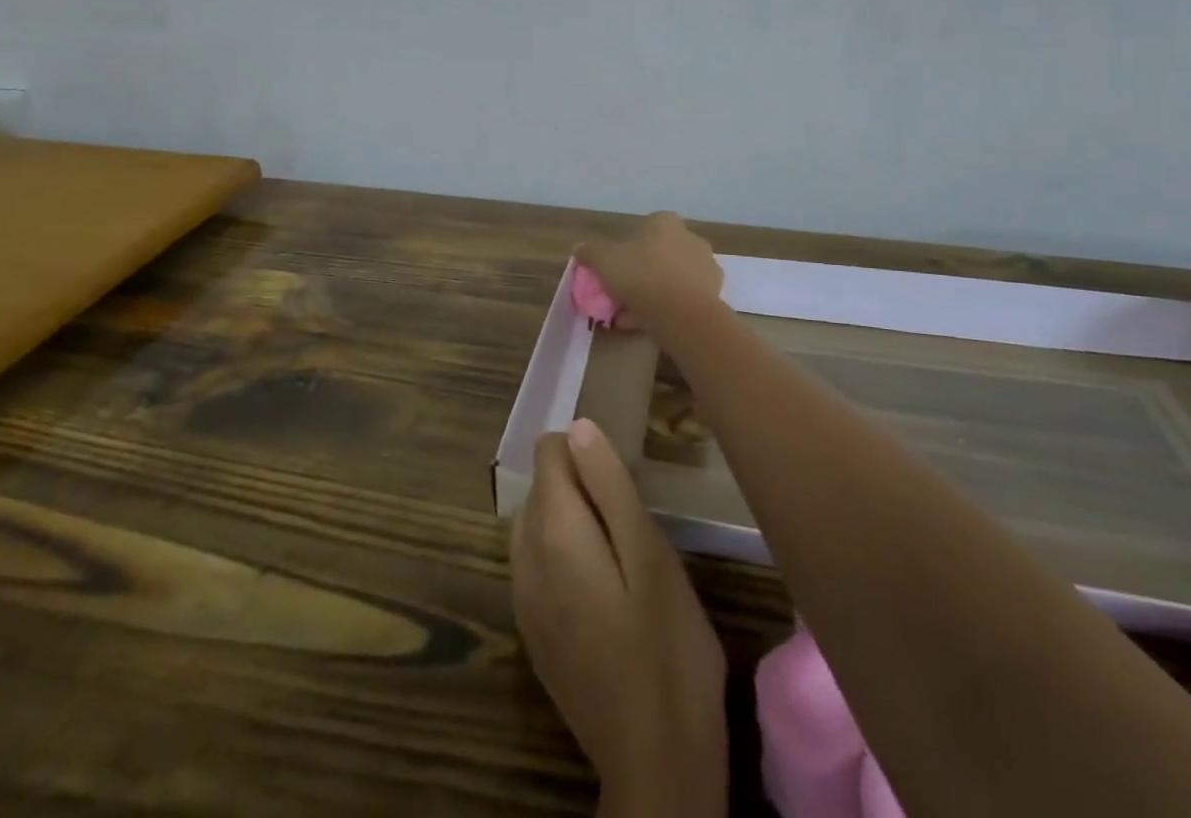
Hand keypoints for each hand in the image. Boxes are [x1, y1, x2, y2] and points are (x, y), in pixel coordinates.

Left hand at [511, 419, 727, 817]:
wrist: (655, 764)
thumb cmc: (667, 648)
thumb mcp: (650, 554)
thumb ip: (609, 485)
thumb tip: (578, 427)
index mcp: (553, 530)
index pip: (549, 450)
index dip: (586, 449)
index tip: (623, 474)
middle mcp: (524, 557)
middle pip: (540, 485)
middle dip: (578, 481)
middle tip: (630, 515)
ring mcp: (523, 599)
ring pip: (534, 522)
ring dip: (569, 517)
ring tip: (620, 547)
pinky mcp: (532, 632)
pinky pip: (535, 563)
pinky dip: (561, 552)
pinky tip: (602, 586)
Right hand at [576, 213, 724, 331]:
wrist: (682, 313)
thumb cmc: (641, 275)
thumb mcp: (604, 260)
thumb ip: (590, 251)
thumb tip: (580, 248)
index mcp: (665, 222)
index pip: (644, 229)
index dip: (625, 249)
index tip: (614, 270)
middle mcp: (690, 238)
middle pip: (658, 254)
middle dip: (641, 271)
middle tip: (622, 292)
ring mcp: (706, 266)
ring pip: (671, 277)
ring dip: (654, 291)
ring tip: (632, 314)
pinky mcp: (714, 293)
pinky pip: (683, 297)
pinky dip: (668, 307)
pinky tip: (649, 323)